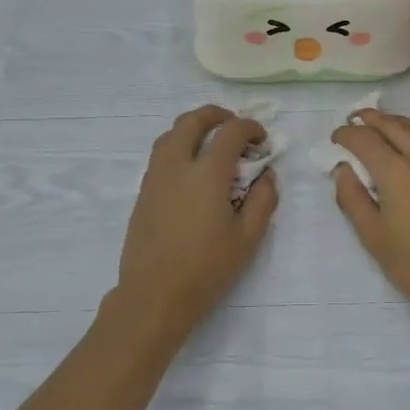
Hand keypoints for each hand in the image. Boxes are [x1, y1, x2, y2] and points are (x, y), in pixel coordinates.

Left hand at [114, 106, 277, 336]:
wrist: (154, 294)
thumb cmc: (206, 268)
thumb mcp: (247, 238)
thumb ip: (263, 200)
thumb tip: (266, 175)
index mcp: (207, 173)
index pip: (230, 132)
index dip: (250, 127)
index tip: (262, 140)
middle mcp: (177, 165)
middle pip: (192, 120)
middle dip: (216, 115)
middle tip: (234, 127)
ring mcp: (155, 177)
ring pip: (170, 134)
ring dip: (194, 128)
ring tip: (211, 144)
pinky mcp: (143, 192)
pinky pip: (160, 154)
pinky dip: (179, 146)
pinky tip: (192, 170)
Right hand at [329, 109, 409, 318]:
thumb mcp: (372, 235)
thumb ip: (352, 198)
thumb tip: (342, 170)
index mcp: (396, 172)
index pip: (365, 139)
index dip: (346, 135)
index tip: (334, 139)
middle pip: (392, 125)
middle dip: (369, 119)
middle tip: (352, 121)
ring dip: (394, 121)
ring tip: (379, 126)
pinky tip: (406, 146)